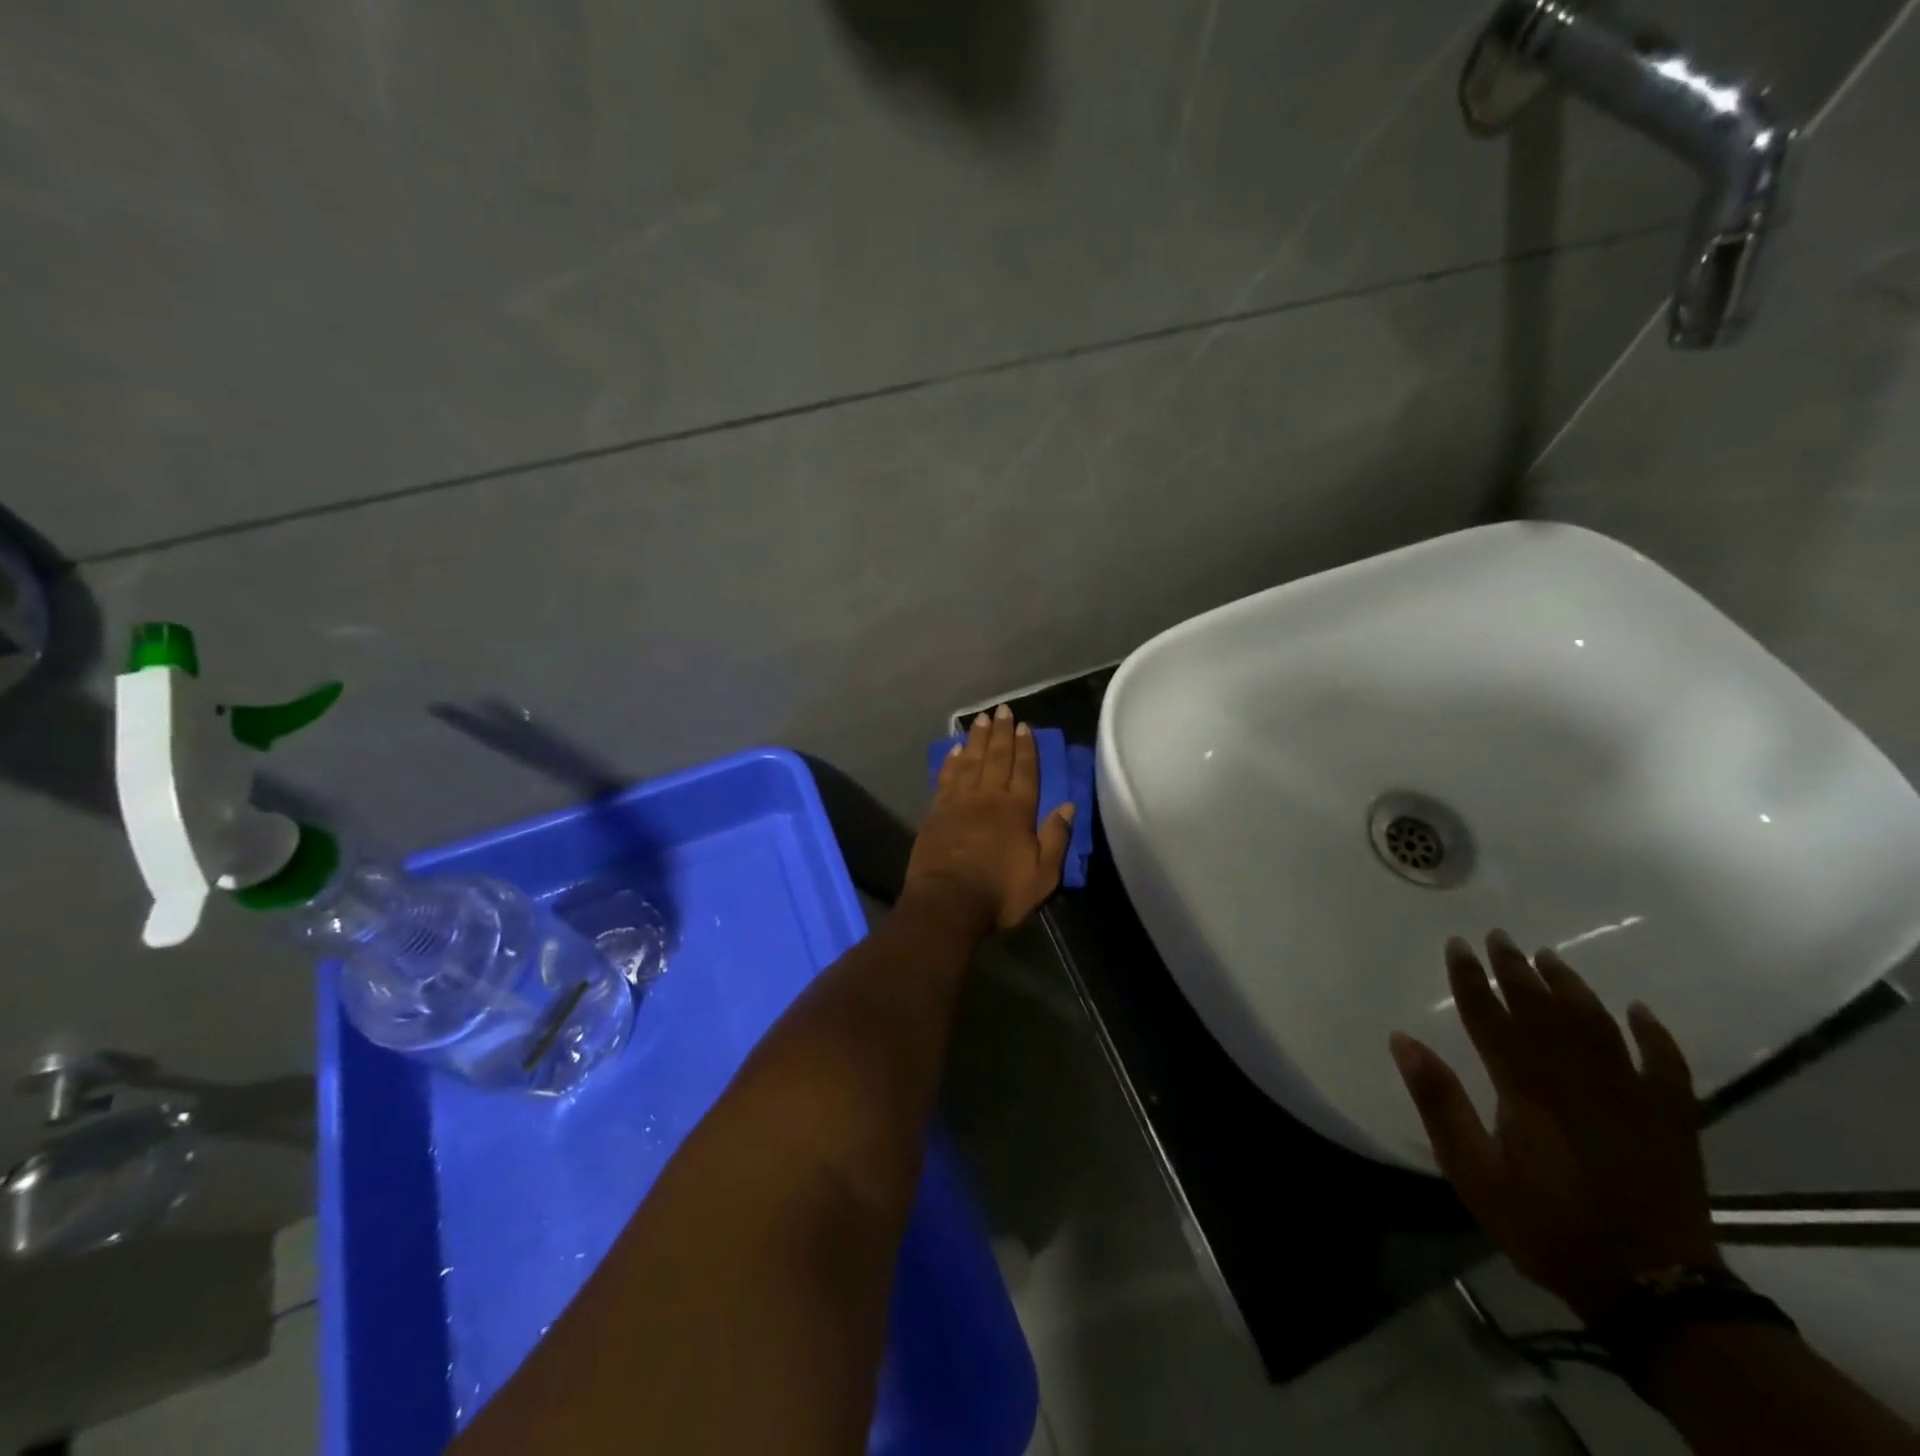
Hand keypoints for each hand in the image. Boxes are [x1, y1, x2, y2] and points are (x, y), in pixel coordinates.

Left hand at [904, 705, 1074, 933]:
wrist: (948, 902)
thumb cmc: (1000, 892)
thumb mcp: (1042, 875)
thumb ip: (1055, 838)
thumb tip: (1068, 806)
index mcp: (1017, 810)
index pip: (1025, 770)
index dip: (1026, 747)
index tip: (1025, 726)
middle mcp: (989, 797)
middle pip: (997, 757)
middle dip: (1001, 732)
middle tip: (1003, 710)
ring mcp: (959, 801)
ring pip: (970, 761)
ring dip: (977, 738)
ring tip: (981, 719)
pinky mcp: (936, 811)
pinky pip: (946, 777)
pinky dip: (952, 761)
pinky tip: (955, 749)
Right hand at [1389, 931, 1721, 1323]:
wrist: (1653, 1289)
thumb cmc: (1547, 1226)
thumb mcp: (1473, 1173)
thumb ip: (1440, 1103)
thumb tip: (1403, 1040)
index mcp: (1526, 1088)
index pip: (1491, 1017)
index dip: (1470, 978)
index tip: (1457, 944)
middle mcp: (1577, 1078)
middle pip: (1541, 1009)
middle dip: (1515, 969)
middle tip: (1498, 935)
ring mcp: (1630, 1096)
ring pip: (1597, 1024)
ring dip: (1571, 987)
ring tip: (1549, 956)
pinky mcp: (1671, 1120)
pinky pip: (1666, 1065)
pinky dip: (1654, 1035)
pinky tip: (1639, 1011)